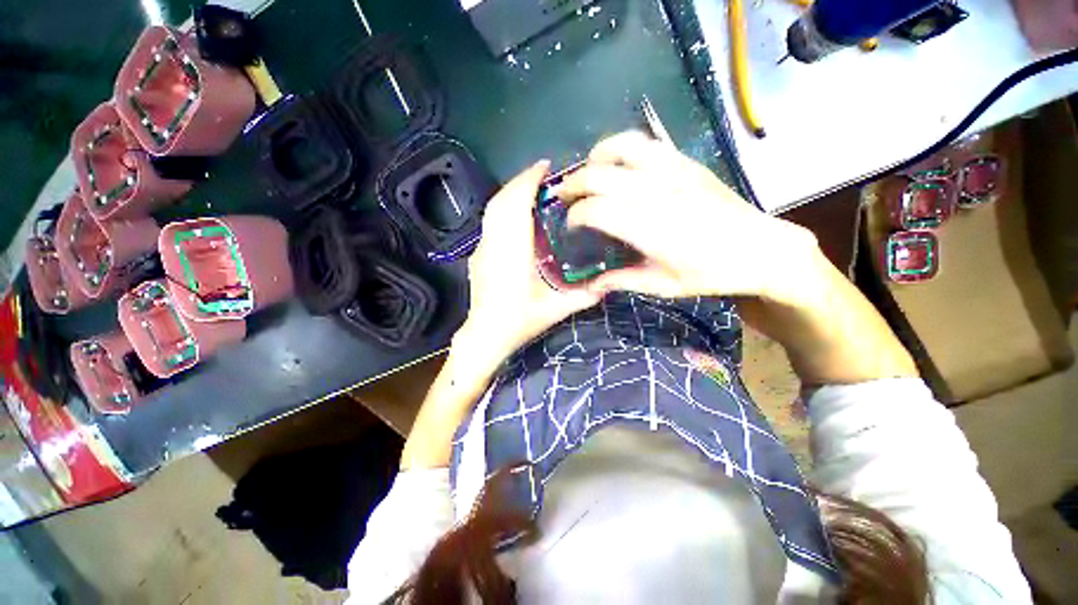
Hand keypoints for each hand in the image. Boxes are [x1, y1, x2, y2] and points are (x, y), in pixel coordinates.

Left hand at [456, 161, 601, 368]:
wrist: (486, 335)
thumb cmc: (519, 321)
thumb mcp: (556, 310)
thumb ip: (584, 296)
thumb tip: (608, 284)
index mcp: (512, 252)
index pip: (515, 205)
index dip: (528, 181)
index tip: (545, 167)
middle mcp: (494, 244)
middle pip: (501, 201)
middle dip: (521, 182)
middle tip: (544, 176)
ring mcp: (482, 248)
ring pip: (492, 210)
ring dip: (511, 194)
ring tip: (532, 191)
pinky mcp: (478, 255)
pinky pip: (489, 223)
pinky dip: (503, 209)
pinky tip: (517, 216)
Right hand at [555, 132, 819, 304]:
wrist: (760, 248)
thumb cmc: (711, 273)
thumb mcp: (664, 286)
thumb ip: (623, 280)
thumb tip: (591, 283)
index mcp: (651, 229)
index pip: (596, 211)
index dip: (576, 215)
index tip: (570, 225)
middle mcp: (657, 194)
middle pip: (600, 175)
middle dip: (573, 184)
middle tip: (564, 197)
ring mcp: (673, 171)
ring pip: (622, 147)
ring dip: (596, 157)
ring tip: (587, 172)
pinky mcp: (686, 162)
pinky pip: (646, 143)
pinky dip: (621, 147)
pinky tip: (616, 162)